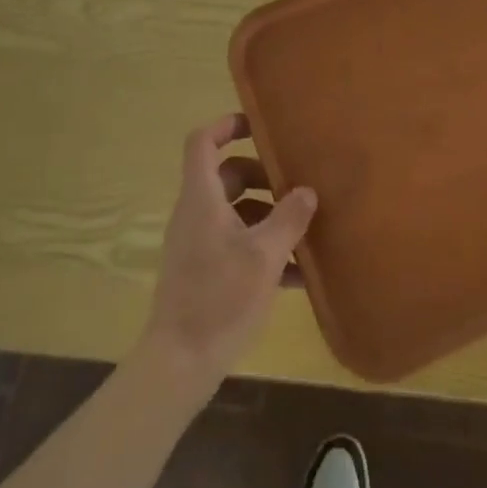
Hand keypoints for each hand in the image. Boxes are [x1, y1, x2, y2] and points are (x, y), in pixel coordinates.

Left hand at [137, 114, 316, 404]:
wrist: (180, 363)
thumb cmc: (220, 298)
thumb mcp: (264, 255)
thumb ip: (289, 218)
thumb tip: (307, 191)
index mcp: (202, 199)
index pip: (202, 142)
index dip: (227, 125)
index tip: (260, 126)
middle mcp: (196, 214)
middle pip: (226, 175)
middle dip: (262, 176)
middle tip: (296, 185)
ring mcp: (198, 243)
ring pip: (234, 211)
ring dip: (268, 214)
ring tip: (304, 228)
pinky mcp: (205, 271)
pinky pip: (236, 242)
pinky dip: (262, 246)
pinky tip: (297, 272)